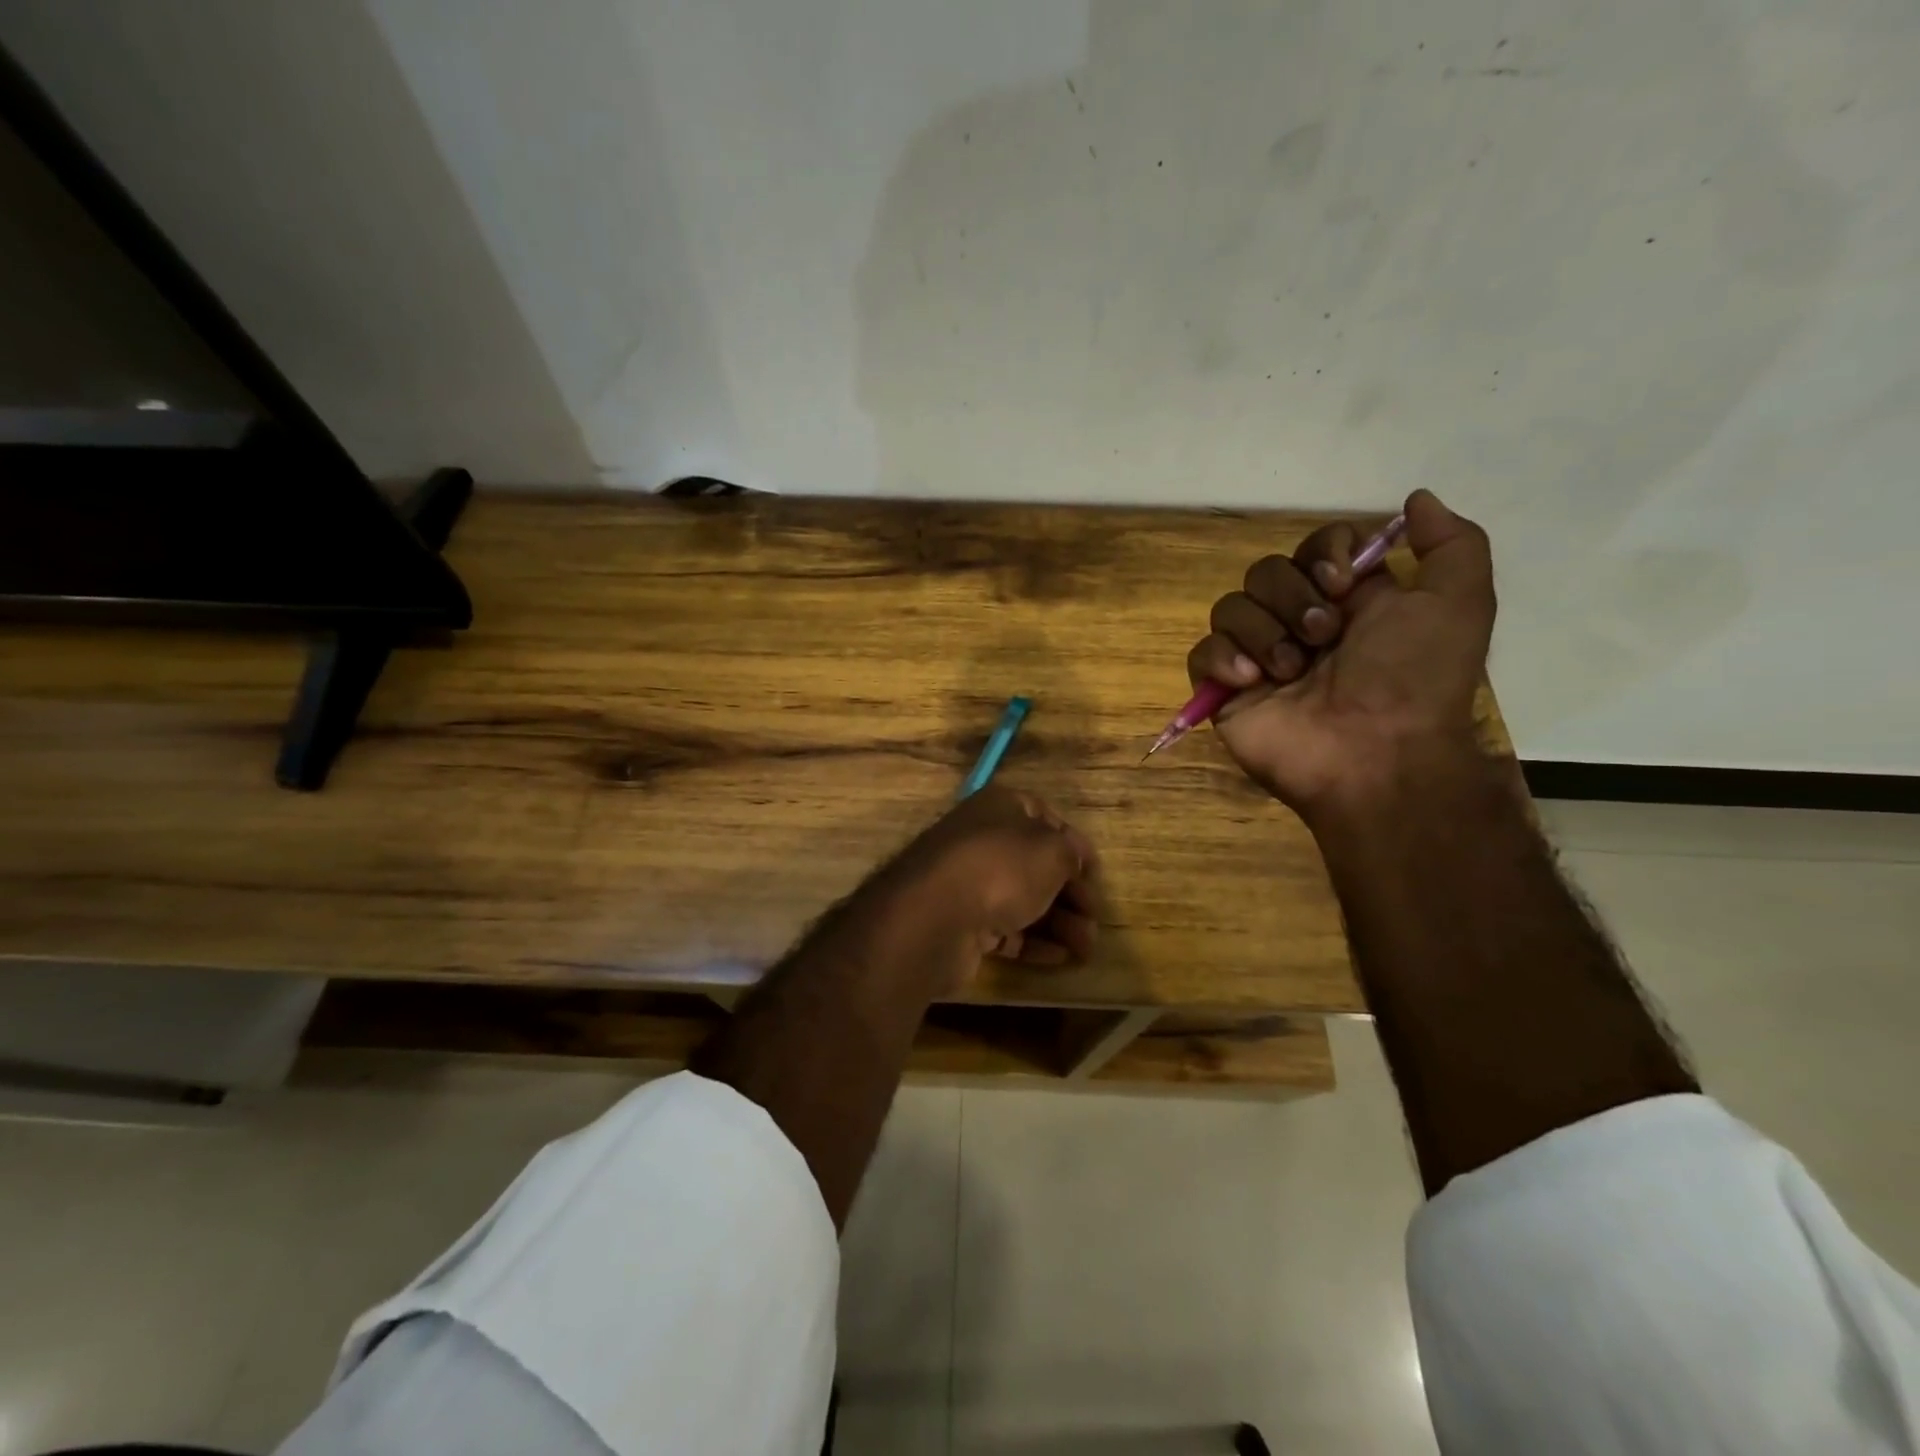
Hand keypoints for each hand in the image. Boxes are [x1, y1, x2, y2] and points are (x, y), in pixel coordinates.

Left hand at [884, 786, 1099, 986]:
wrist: (935, 916)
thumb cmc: (1001, 867)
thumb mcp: (1052, 851)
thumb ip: (1071, 853)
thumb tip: (1075, 859)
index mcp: (1000, 807)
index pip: (1045, 817)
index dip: (1074, 844)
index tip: (1095, 873)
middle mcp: (981, 839)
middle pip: (1036, 863)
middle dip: (1071, 893)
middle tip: (1094, 920)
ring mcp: (967, 882)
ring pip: (1022, 898)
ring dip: (1059, 923)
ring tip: (1086, 948)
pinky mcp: (961, 922)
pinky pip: (1004, 929)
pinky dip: (1033, 942)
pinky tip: (1061, 958)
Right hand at [1184, 489, 1495, 817]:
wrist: (1375, 754)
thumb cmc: (1414, 679)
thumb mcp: (1460, 603)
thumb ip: (1451, 543)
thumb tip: (1415, 499)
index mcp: (1348, 601)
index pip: (1315, 546)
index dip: (1323, 551)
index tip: (1343, 582)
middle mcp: (1299, 623)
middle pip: (1266, 571)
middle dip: (1293, 597)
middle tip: (1323, 636)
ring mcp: (1259, 657)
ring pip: (1230, 607)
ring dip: (1264, 631)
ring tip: (1292, 670)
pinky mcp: (1225, 690)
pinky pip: (1202, 652)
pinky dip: (1223, 658)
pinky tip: (1252, 680)